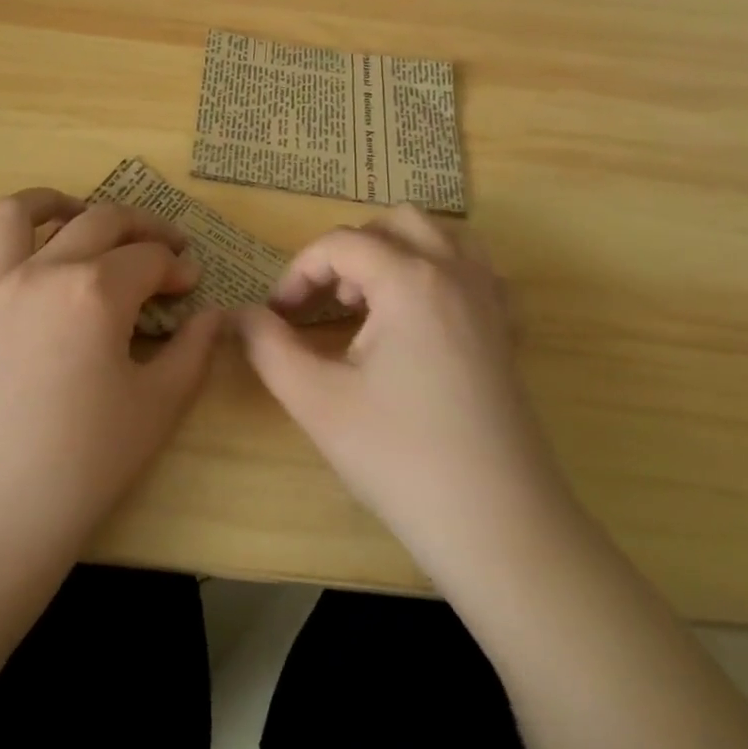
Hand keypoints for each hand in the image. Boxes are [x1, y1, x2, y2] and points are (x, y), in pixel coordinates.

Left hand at [0, 190, 221, 576]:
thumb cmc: (85, 463)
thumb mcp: (159, 406)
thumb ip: (193, 350)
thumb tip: (211, 315)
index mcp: (95, 291)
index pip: (148, 259)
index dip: (177, 266)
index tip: (191, 285)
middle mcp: (39, 272)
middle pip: (96, 222)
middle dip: (138, 226)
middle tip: (159, 246)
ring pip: (12, 218)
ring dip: (47, 203)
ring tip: (70, 210)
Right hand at [235, 205, 573, 595]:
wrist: (498, 526)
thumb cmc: (400, 457)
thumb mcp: (316, 401)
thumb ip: (268, 347)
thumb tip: (240, 316)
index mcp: (410, 279)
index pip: (341, 243)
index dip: (299, 272)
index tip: (278, 315)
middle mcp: (455, 273)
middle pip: (395, 222)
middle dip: (351, 250)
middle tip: (327, 303)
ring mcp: (490, 299)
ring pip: (442, 236)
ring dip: (398, 252)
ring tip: (372, 302)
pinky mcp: (507, 330)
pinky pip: (476, 270)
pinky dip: (441, 272)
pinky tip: (421, 317)